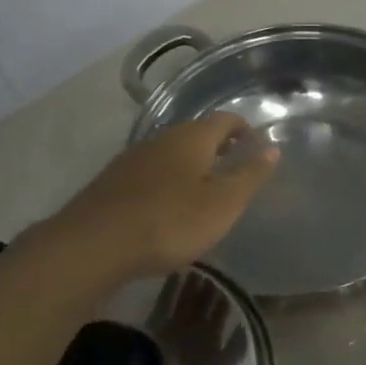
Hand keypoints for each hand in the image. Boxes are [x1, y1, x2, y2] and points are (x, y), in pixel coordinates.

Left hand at [53, 113, 277, 282]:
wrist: (93, 245)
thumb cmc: (169, 222)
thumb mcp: (223, 203)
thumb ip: (249, 175)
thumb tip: (272, 148)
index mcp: (192, 138)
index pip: (226, 119)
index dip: (246, 130)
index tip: (259, 151)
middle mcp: (161, 138)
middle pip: (196, 134)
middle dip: (219, 148)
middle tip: (235, 172)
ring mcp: (132, 159)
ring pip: (171, 153)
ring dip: (191, 166)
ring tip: (204, 194)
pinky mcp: (112, 182)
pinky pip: (150, 173)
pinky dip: (167, 183)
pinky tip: (167, 209)